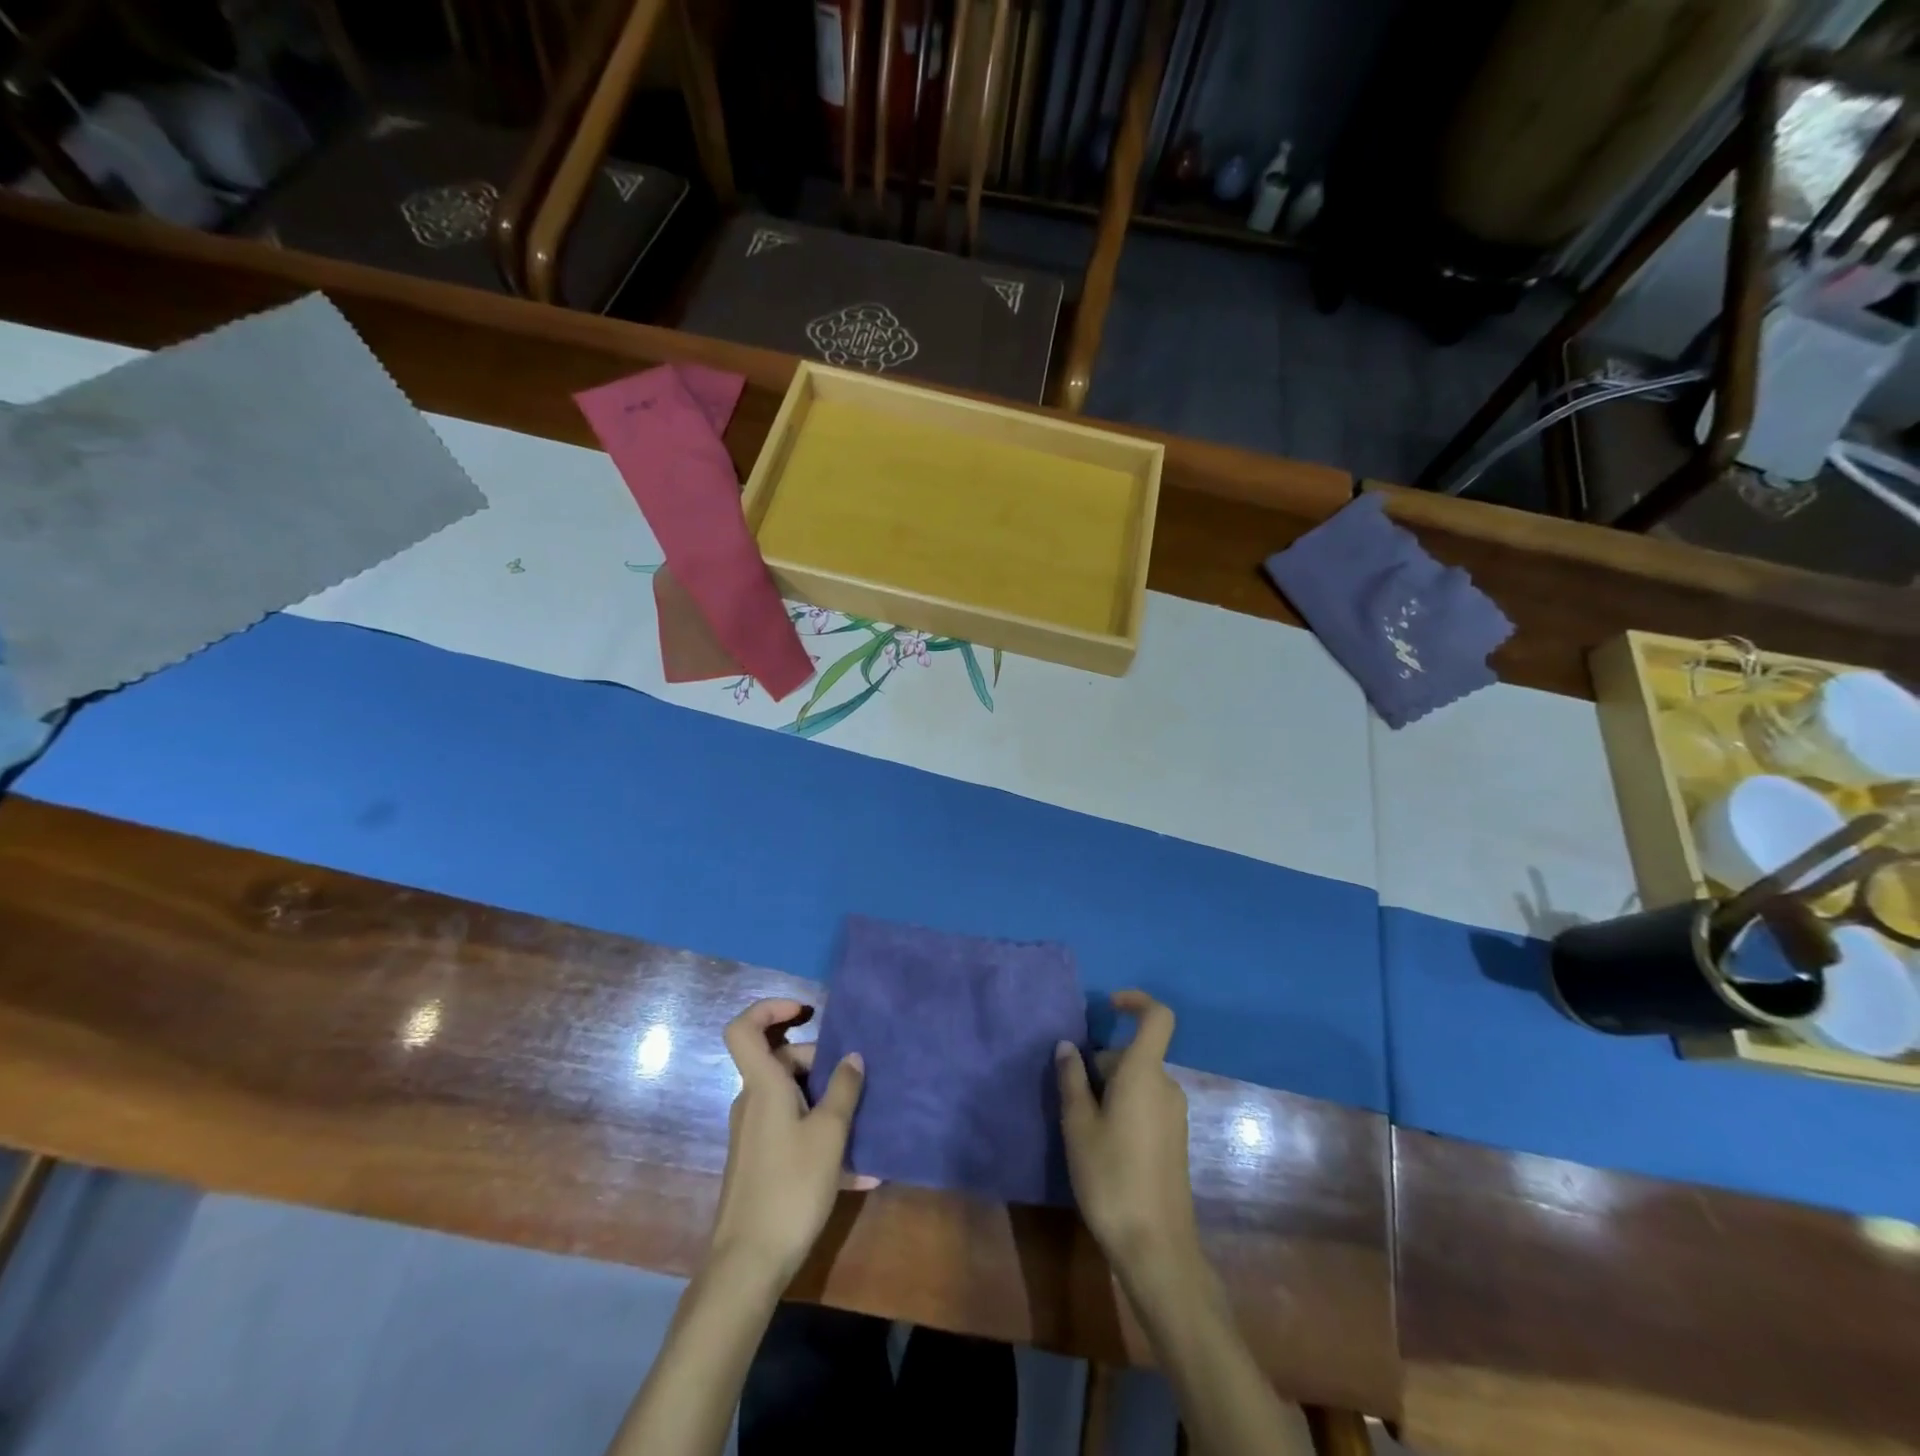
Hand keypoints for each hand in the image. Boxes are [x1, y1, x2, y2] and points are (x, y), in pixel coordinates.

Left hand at [710, 998, 868, 1284]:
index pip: (744, 1028)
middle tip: (854, 1084)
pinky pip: (794, 1130)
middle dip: (820, 1064)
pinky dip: (821, 1136)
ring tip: (865, 1125)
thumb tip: (853, 1056)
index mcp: (763, 1086)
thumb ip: (844, 1090)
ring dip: (827, 1103)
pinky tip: (860, 1171)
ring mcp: (754, 1133)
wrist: (748, 1264)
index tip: (805, 1011)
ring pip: (792, 1097)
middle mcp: (753, 1102)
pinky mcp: (760, 1161)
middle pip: (781, 1062)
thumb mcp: (829, 1134)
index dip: (769, 1008)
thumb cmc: (790, 1187)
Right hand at [1055, 990, 1198, 1275]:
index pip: (1157, 1017)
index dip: (1136, 1001)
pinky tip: (1102, 1144)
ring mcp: (1175, 1115)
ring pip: (1138, 1081)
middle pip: (1135, 1054)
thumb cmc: (1111, 1177)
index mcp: (1144, 1074)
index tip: (1108, 1006)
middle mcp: (1166, 1087)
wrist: (1156, 1247)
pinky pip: (1147, 1104)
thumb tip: (1067, 1046)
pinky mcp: (1175, 1140)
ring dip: (1110, 1089)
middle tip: (1071, 1097)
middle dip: (1102, 1063)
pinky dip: (1124, 1107)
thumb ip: (1072, 1080)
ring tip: (1081, 1125)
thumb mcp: (1078, 1126)